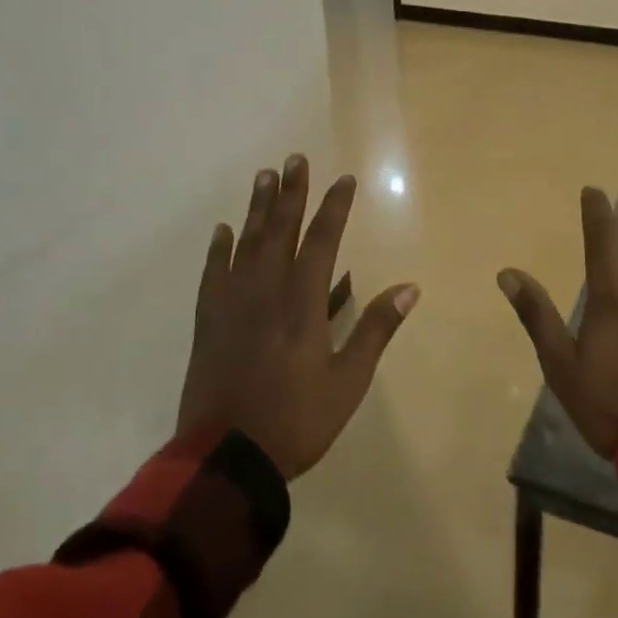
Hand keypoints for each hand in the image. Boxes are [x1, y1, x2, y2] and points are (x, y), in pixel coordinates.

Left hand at [178, 155, 420, 479]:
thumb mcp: (347, 382)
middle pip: (281, 231)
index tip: (343, 179)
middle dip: (291, 193)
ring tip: (264, 177)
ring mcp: (232, 305)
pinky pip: (213, 274)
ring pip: (246, 244)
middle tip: (294, 158)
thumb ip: (375, 329)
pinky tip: (223, 230)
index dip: (334, 207)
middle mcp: (266, 293)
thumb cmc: (296, 421)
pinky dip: (218, 249)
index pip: (322, 241)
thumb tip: (410, 287)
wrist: (225, 459)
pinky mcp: (208, 322)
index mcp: (303, 305)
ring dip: (257, 209)